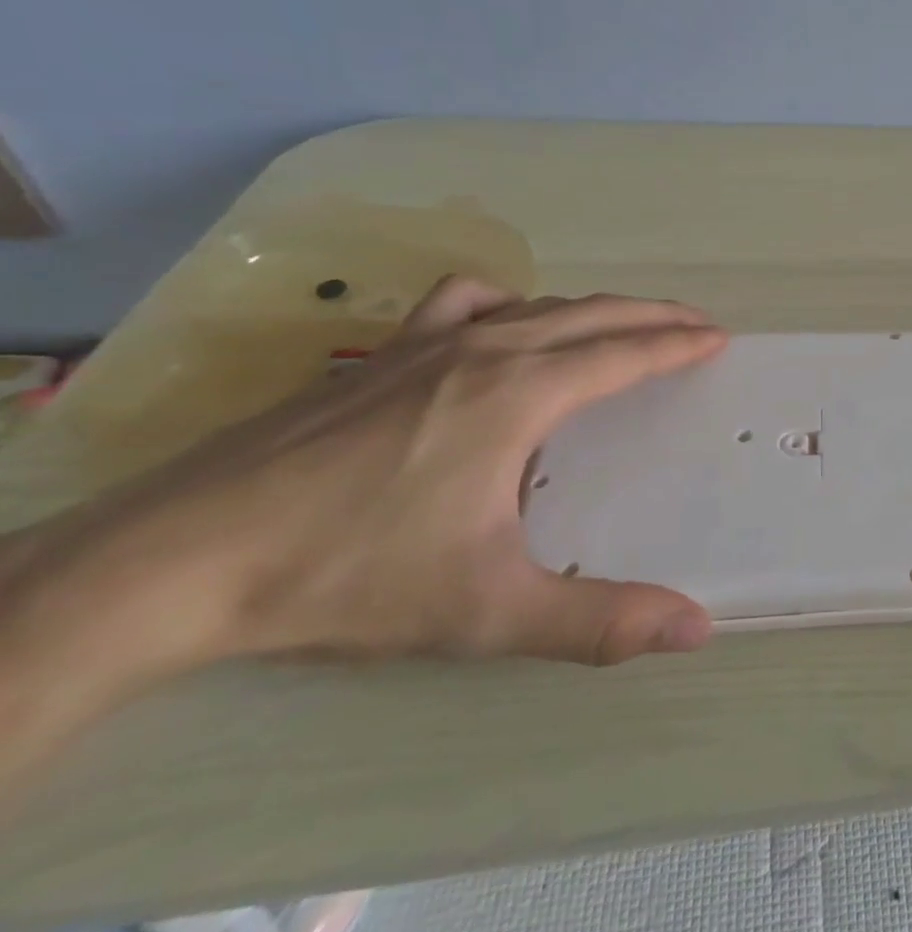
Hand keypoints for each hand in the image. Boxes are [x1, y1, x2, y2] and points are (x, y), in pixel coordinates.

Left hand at [3, 277, 727, 678]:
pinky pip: (463, 304)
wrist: (174, 563)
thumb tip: (698, 628)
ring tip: (623, 327)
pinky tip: (502, 324)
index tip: (718, 339)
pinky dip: (506, 303)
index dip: (677, 344)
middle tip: (696, 326)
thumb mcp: (487, 611)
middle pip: (590, 315)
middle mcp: (483, 351)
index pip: (623, 353)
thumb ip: (598, 621)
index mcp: (520, 394)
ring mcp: (423, 346)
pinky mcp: (376, 357)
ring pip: (535, 305)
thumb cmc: (349, 577)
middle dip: (653, 316)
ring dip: (593, 310)